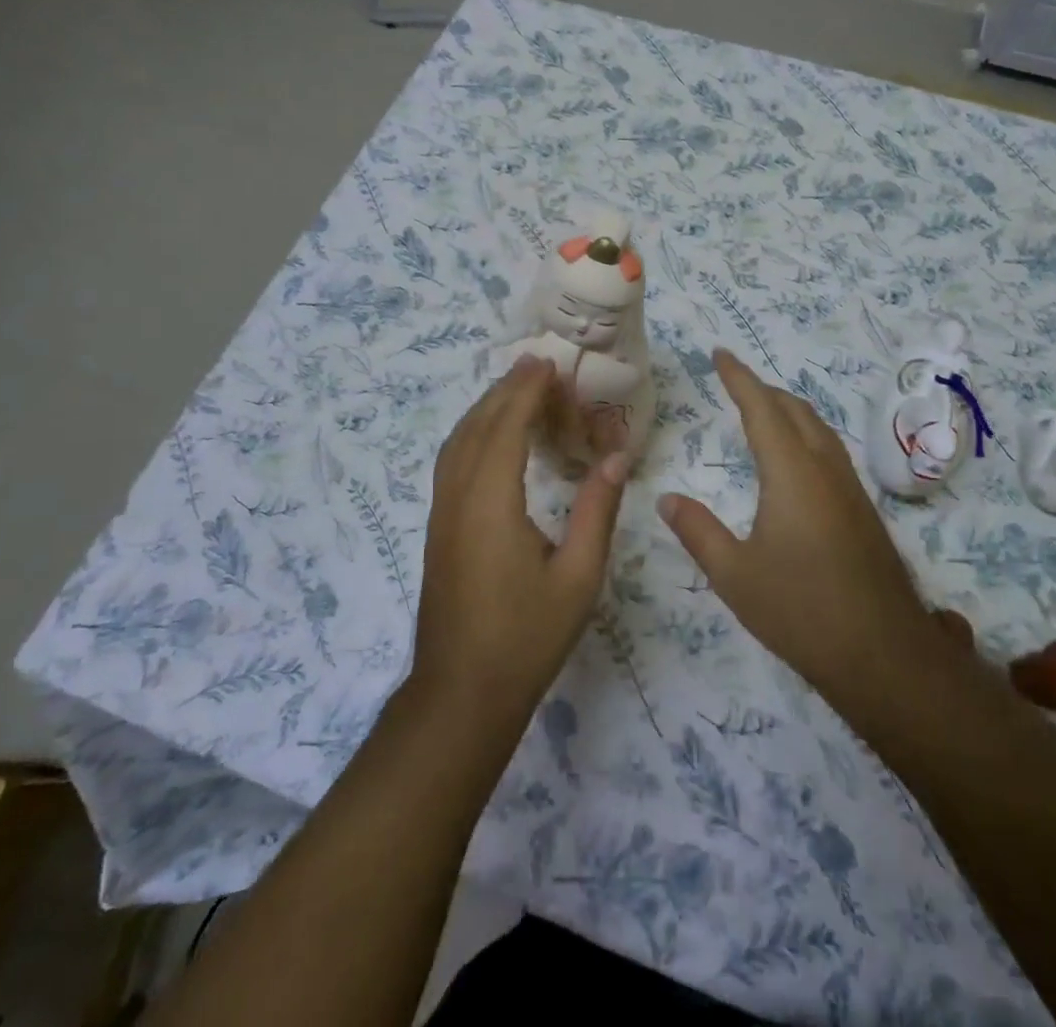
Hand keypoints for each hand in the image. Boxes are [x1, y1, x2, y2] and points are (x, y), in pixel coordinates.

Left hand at [410, 356, 628, 733]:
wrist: (461, 693)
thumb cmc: (525, 638)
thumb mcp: (577, 578)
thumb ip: (596, 511)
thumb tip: (616, 457)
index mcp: (491, 504)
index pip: (506, 428)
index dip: (526, 391)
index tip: (547, 363)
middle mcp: (458, 498)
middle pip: (477, 427)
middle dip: (506, 390)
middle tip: (538, 365)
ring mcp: (442, 514)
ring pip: (457, 442)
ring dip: (485, 408)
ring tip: (518, 389)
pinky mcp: (438, 529)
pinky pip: (452, 462)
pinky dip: (472, 434)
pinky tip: (492, 438)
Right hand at [657, 350, 952, 716]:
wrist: (883, 654)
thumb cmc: (800, 610)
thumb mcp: (734, 574)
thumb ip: (697, 531)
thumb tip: (666, 498)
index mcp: (791, 472)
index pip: (761, 408)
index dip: (739, 377)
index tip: (720, 354)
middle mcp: (825, 468)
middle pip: (795, 409)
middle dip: (763, 389)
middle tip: (734, 382)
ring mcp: (850, 488)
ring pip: (818, 428)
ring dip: (788, 410)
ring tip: (762, 411)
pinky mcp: (863, 510)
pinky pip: (830, 450)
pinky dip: (805, 434)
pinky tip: (795, 461)